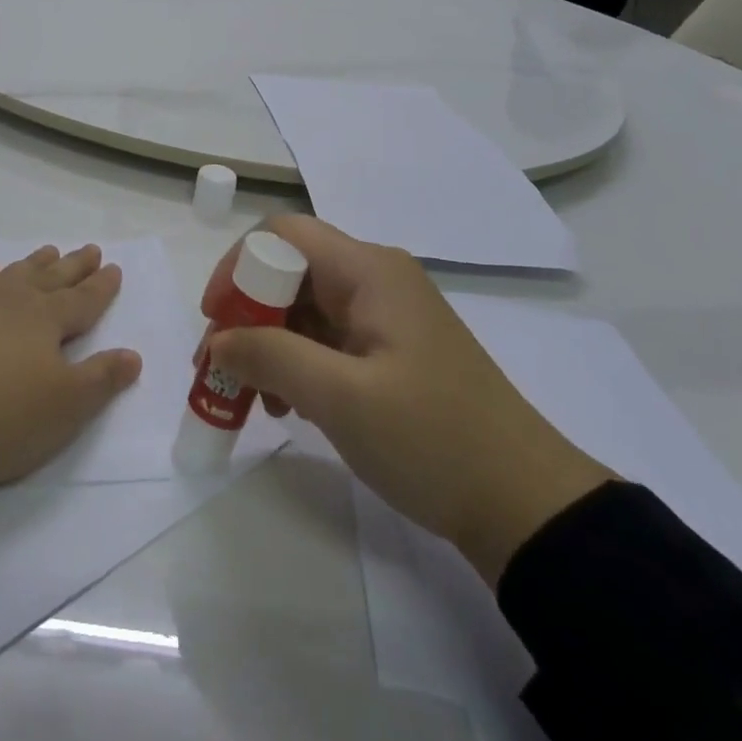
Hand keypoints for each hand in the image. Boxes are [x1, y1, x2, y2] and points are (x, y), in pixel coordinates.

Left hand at [0, 244, 142, 543]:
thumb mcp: (63, 410)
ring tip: (44, 254)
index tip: (114, 267)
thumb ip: (100, 380)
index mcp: (44, 320)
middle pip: (49, 278)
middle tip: (89, 249)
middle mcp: (8, 299)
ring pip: (8, 275)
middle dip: (73, 266)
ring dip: (30, 265)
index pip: (82, 300)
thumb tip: (133, 355)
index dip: (101, 287)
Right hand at [204, 218, 612, 585]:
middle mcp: (375, 279)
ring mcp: (386, 315)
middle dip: (247, 313)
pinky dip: (298, 362)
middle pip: (290, 270)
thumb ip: (271, 357)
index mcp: (368, 271)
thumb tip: (218, 339)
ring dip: (269, 343)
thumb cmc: (433, 439)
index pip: (282, 234)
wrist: (526, 505)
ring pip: (305, 307)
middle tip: (219, 365)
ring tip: (252, 396)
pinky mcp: (391, 349)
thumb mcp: (341, 399)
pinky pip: (328, 338)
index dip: (238, 266)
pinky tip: (289, 406)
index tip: (215, 318)